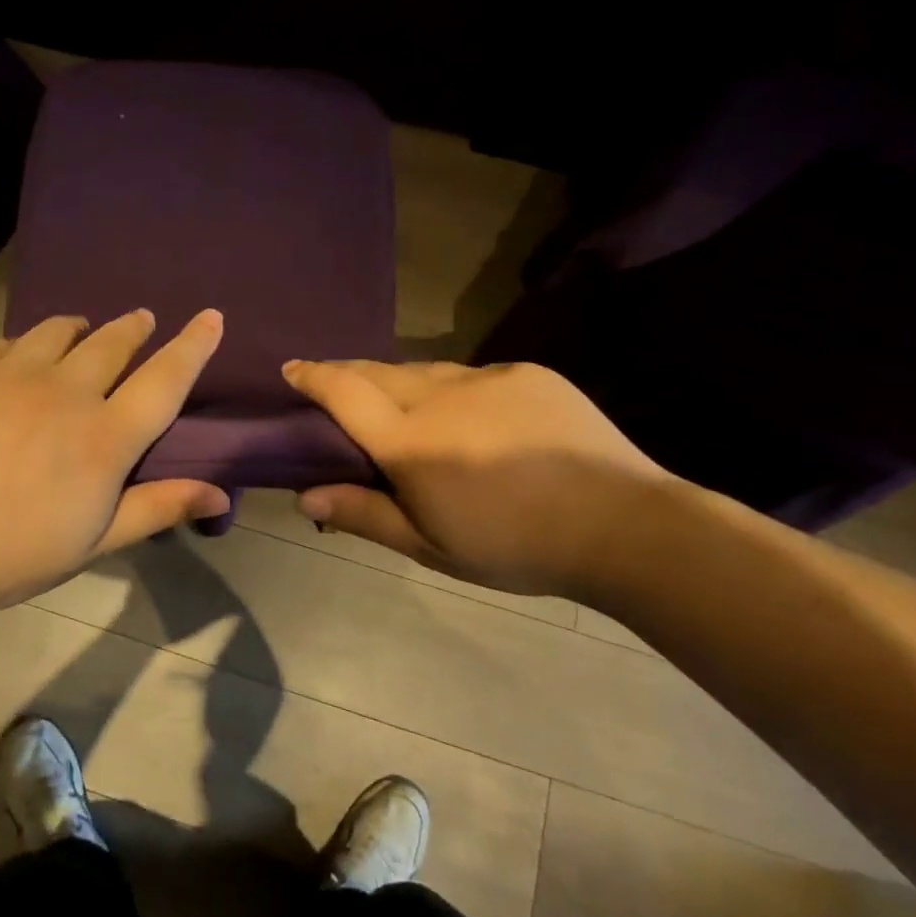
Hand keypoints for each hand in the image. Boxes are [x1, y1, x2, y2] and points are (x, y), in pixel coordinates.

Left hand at [0, 310, 228, 614]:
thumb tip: (222, 495)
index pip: (165, 380)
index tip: (211, 316)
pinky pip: (7, 342)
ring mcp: (11, 372)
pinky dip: (25, 346)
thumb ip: (157, 509)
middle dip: (135, 327)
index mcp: (104, 438)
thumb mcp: (91, 543)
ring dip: (81, 329)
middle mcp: (65, 392)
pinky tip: (16, 362)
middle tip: (142, 321)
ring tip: (81, 333)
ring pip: (59, 331)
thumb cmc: (5, 555)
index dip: (193, 346)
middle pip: (114, 343)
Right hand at [283, 359, 666, 598]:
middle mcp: (440, 397)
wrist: (623, 525)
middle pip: (378, 371)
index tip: (292, 368)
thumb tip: (304, 495)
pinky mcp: (526, 372)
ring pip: (424, 370)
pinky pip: (472, 374)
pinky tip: (473, 419)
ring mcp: (486, 378)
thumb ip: (365, 514)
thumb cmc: (515, 547)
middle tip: (335, 387)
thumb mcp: (431, 546)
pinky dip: (454, 389)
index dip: (313, 376)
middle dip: (348, 374)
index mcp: (411, 442)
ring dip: (401, 383)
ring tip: (402, 407)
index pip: (344, 393)